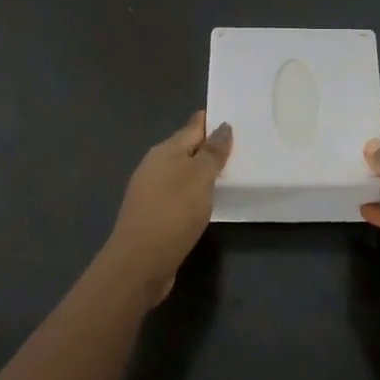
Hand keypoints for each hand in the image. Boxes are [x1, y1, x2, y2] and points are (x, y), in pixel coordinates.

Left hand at [106, 112, 232, 303]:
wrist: (139, 263)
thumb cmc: (173, 212)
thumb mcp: (199, 178)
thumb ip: (212, 152)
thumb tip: (222, 126)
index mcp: (165, 151)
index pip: (193, 126)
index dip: (211, 121)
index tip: (234, 116)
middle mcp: (155, 166)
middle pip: (186, 148)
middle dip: (209, 145)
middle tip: (241, 144)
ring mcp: (151, 191)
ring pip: (182, 172)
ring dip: (202, 170)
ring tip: (230, 171)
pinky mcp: (153, 214)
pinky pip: (180, 193)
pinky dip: (195, 192)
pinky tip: (208, 200)